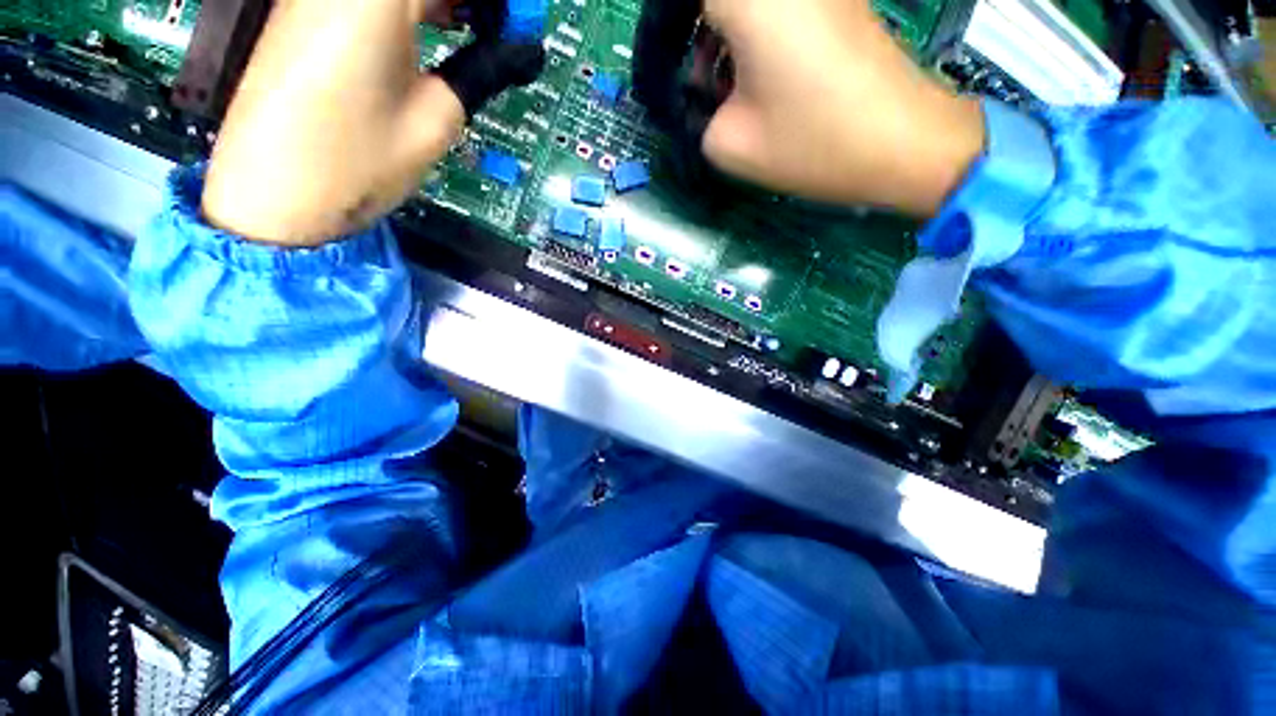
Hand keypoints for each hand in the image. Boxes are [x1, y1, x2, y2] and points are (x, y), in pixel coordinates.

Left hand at [202, 0, 542, 244]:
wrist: (272, 196)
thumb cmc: (356, 163)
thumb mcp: (434, 121)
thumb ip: (478, 73)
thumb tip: (518, 53)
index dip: (496, 2)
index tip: (519, 26)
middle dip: (468, 2)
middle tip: (502, 32)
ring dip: (441, 2)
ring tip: (478, 32)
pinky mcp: (305, 13)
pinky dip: (410, 6)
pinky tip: (435, 30)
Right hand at [644, 0, 985, 216]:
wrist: (903, 142)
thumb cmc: (813, 143)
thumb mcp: (729, 144)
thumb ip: (693, 115)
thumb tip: (693, 97)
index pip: (678, 1)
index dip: (663, 30)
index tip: (663, 67)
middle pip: (711, 3)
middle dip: (692, 36)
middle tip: (695, 83)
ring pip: (743, 6)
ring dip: (721, 36)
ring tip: (725, 89)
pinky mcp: (834, 0)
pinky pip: (774, 10)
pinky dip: (753, 37)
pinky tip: (758, 77)